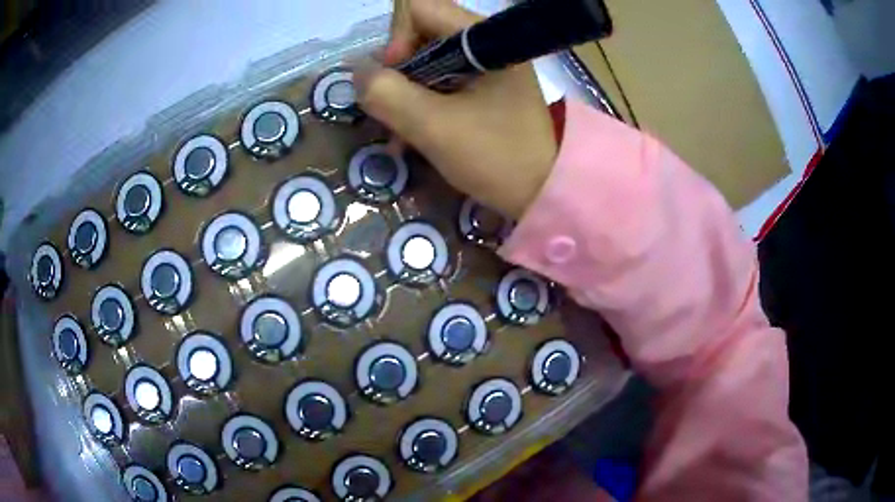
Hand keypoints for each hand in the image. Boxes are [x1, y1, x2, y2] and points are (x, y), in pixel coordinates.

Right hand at [357, 0, 557, 218]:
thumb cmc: (497, 157)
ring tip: (400, 132)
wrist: (545, 192)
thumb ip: (388, 94)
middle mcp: (484, 42)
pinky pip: (439, 81)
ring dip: (405, 93)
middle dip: (397, 72)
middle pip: (419, 34)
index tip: (395, 78)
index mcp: (483, 38)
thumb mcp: (435, 127)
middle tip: (392, 110)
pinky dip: (420, 103)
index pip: (419, 9)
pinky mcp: (483, 86)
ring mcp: (485, 65)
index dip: (396, 39)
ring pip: (425, 60)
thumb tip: (358, 71)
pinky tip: (413, 134)